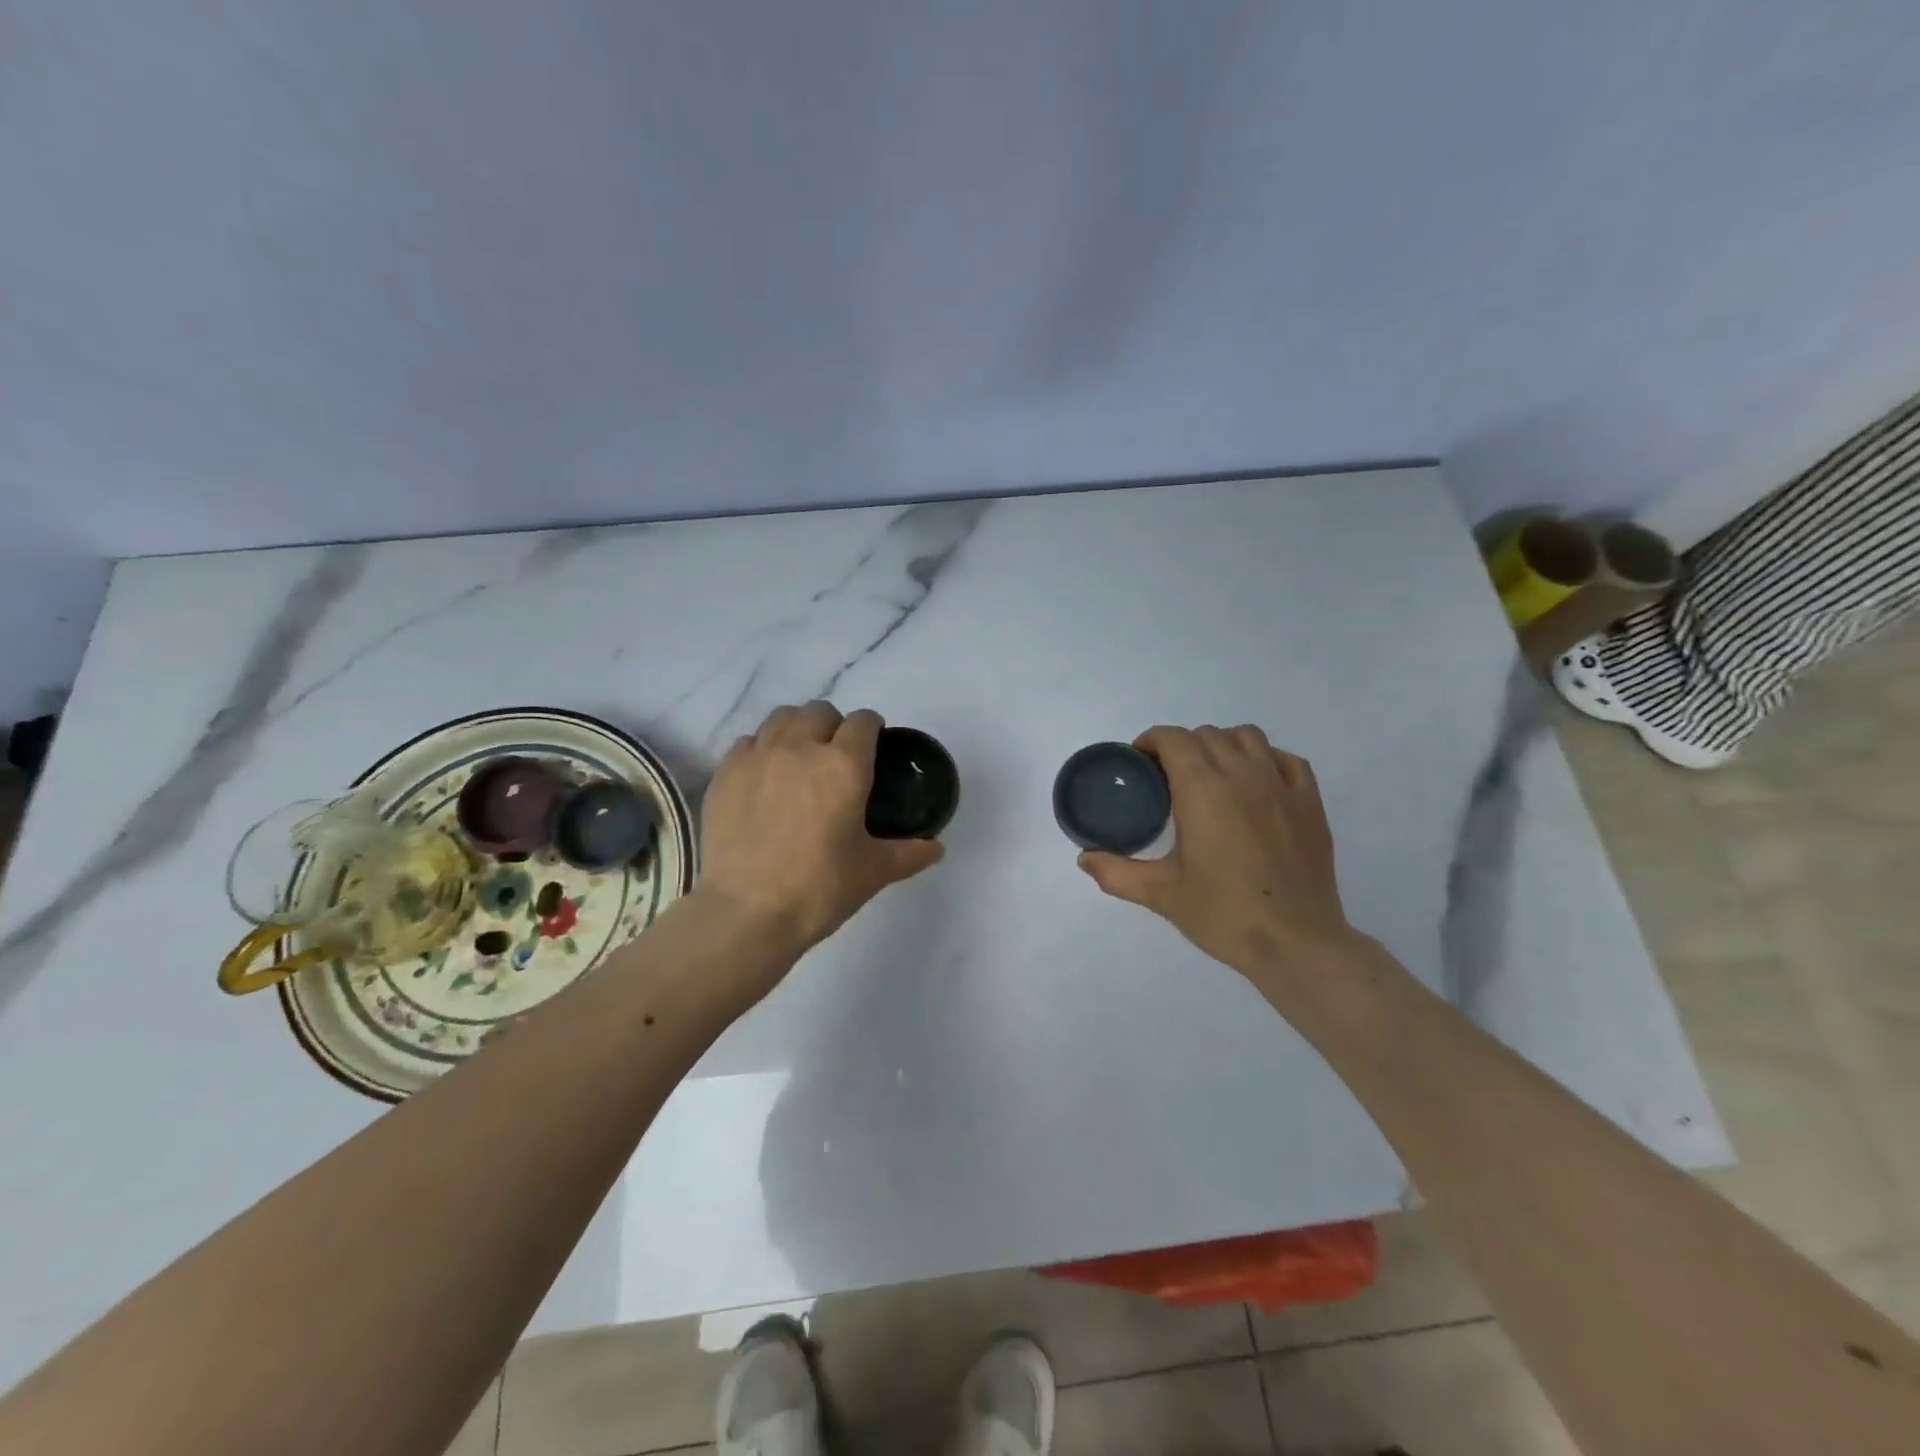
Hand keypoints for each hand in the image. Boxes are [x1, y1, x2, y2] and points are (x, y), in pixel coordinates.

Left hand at [698, 701, 944, 958]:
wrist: (746, 912)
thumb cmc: (819, 888)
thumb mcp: (874, 872)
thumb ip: (909, 853)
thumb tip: (937, 848)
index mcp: (844, 765)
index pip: (863, 721)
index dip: (872, 729)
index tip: (874, 747)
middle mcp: (800, 748)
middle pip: (819, 710)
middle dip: (833, 725)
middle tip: (836, 757)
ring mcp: (758, 757)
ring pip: (780, 718)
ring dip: (796, 729)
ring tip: (799, 759)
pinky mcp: (725, 774)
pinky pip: (747, 742)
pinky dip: (761, 750)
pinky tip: (764, 778)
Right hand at [1077, 724, 1356, 980]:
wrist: (1295, 943)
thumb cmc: (1223, 915)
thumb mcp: (1160, 894)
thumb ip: (1116, 872)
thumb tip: (1084, 858)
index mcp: (1202, 790)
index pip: (1173, 739)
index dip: (1151, 742)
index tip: (1139, 763)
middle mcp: (1242, 775)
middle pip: (1206, 735)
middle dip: (1181, 746)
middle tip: (1168, 778)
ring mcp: (1281, 785)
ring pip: (1247, 737)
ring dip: (1222, 745)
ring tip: (1211, 774)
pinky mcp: (1310, 802)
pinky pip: (1285, 759)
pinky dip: (1265, 759)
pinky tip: (1256, 784)